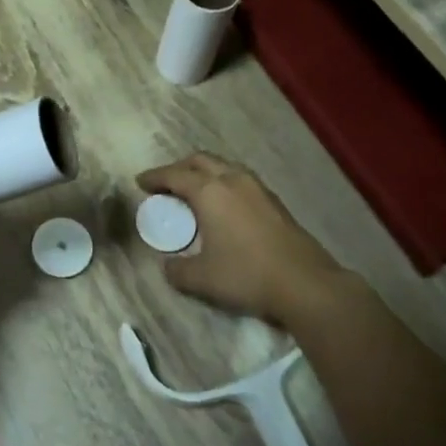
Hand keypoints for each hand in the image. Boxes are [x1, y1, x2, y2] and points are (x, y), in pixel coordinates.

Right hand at [136, 152, 349, 325]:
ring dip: (205, 172)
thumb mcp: (201, 279)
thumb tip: (168, 266)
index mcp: (210, 192)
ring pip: (224, 166)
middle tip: (166, 183)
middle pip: (200, 160)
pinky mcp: (275, 201)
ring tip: (195, 190)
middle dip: (179, 167)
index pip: (175, 175)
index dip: (155, 177)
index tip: (140, 182)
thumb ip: (177, 270)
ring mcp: (258, 188)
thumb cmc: (246, 275)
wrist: (305, 284)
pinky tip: (224, 205)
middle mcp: (233, 181)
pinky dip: (224, 183)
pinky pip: (240, 180)